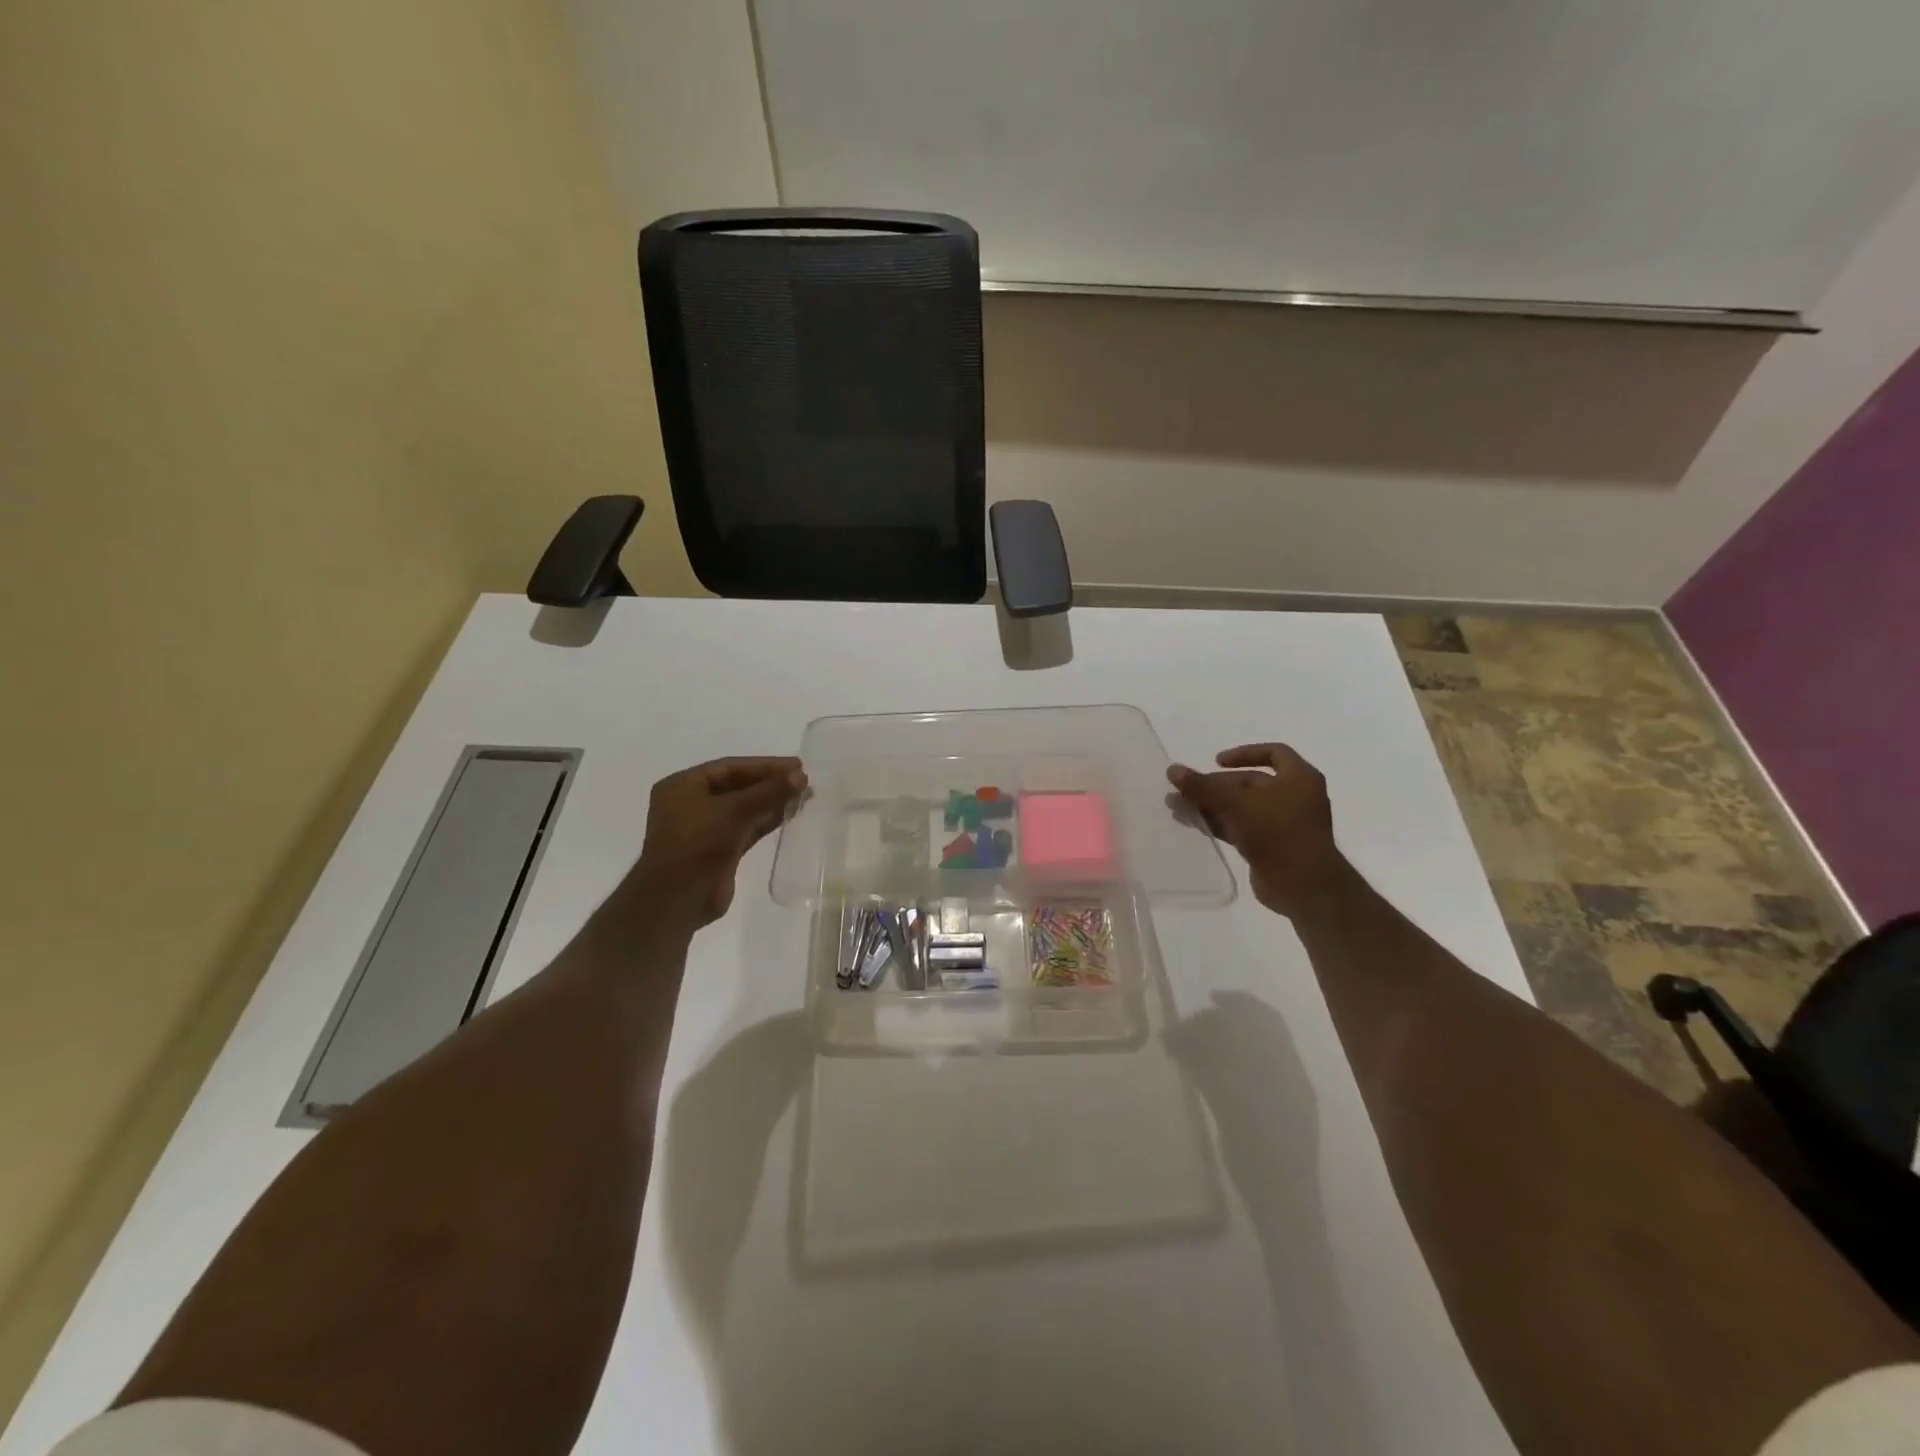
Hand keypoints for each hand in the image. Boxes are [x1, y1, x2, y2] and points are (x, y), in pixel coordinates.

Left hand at [622, 757, 807, 928]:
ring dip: (772, 802)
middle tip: (803, 780)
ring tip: (804, 796)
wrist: (677, 899)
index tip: (797, 765)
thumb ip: (768, 792)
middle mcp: (691, 803)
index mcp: (683, 786)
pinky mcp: (719, 850)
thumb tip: (801, 776)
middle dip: (770, 783)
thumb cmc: (697, 844)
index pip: (730, 767)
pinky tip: (791, 815)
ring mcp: (705, 828)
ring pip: (744, 808)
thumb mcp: (733, 811)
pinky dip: (767, 821)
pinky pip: (747, 828)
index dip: (765, 765)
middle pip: (738, 786)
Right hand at [1168, 743, 1341, 916]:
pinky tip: (1193, 825)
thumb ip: (1202, 786)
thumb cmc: (1277, 832)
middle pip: (1249, 783)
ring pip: (1241, 807)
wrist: (1304, 886)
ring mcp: (1283, 824)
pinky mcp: (1271, 847)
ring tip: (1177, 808)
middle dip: (1214, 786)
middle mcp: (1294, 797)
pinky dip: (1218, 824)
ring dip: (1210, 805)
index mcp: (1299, 778)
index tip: (1216, 761)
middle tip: (1184, 791)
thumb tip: (1172, 770)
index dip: (1244, 753)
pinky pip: (1241, 828)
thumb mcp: (1236, 803)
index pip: (1273, 753)